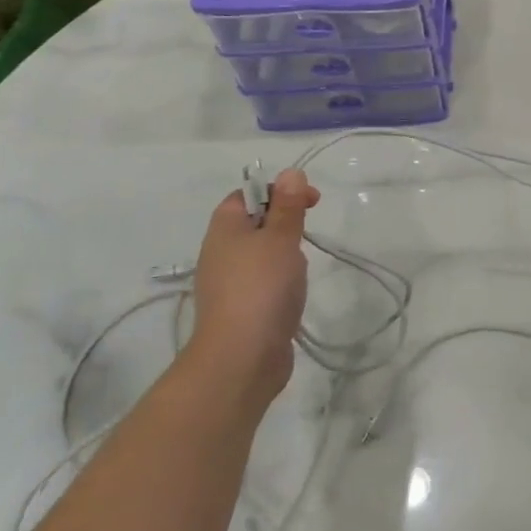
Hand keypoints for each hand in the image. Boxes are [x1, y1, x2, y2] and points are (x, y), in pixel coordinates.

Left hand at [187, 169, 319, 399]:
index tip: (311, 202)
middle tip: (307, 234)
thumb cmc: (261, 288)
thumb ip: (287, 206)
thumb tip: (290, 173)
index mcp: (224, 230)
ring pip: (260, 255)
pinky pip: (263, 283)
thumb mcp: (280, 238)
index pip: (246, 196)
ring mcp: (228, 284)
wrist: (242, 357)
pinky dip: (281, 281)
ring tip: (301, 268)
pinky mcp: (240, 310)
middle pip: (254, 225)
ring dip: (285, 255)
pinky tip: (294, 294)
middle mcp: (220, 254)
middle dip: (285, 224)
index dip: (278, 192)